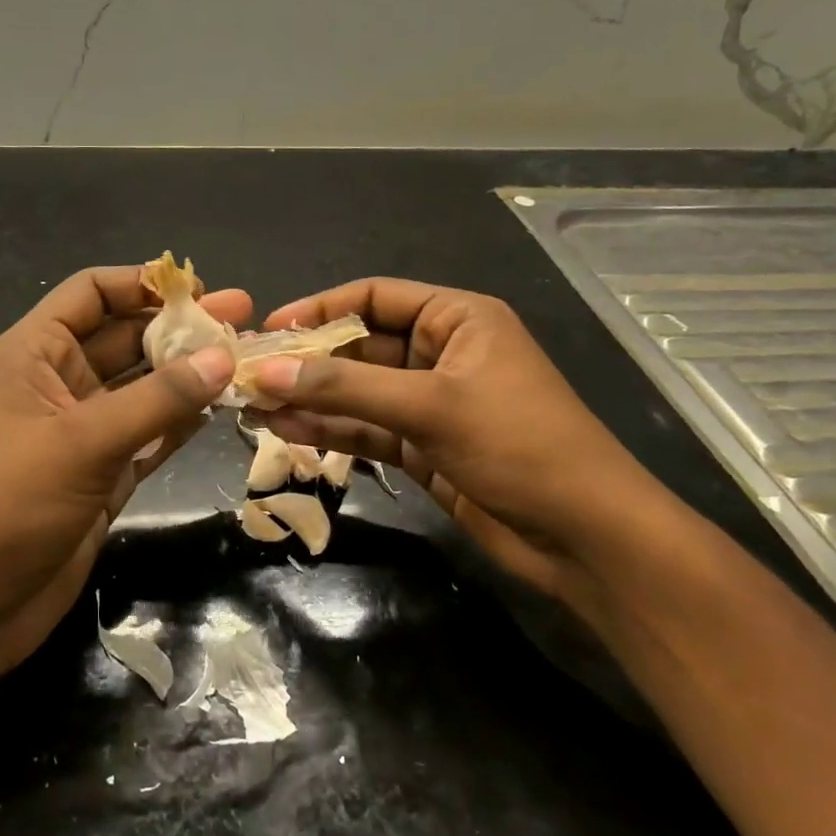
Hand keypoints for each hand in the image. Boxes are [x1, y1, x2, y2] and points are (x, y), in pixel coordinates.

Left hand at [0, 265, 247, 686]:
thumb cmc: (11, 502)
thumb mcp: (84, 440)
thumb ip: (158, 398)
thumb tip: (223, 357)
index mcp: (36, 353)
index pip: (90, 293)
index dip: (140, 283)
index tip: (198, 289)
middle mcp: (61, 382)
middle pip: (126, 336)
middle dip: (180, 328)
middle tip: (243, 318)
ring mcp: (85, 429)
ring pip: (144, 387)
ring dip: (189, 374)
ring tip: (245, 358)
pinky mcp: (104, 472)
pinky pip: (151, 433)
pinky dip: (182, 421)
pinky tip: (221, 407)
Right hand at [254, 279, 666, 609]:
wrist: (585, 538)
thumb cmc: (519, 445)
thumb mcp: (430, 406)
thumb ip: (345, 388)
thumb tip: (267, 372)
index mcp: (457, 318)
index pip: (374, 298)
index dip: (320, 309)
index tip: (270, 328)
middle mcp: (440, 353)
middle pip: (359, 347)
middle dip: (307, 362)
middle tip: (250, 374)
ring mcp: (429, 403)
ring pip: (356, 392)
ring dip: (310, 398)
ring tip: (254, 405)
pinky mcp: (422, 447)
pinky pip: (365, 429)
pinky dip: (330, 429)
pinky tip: (287, 429)